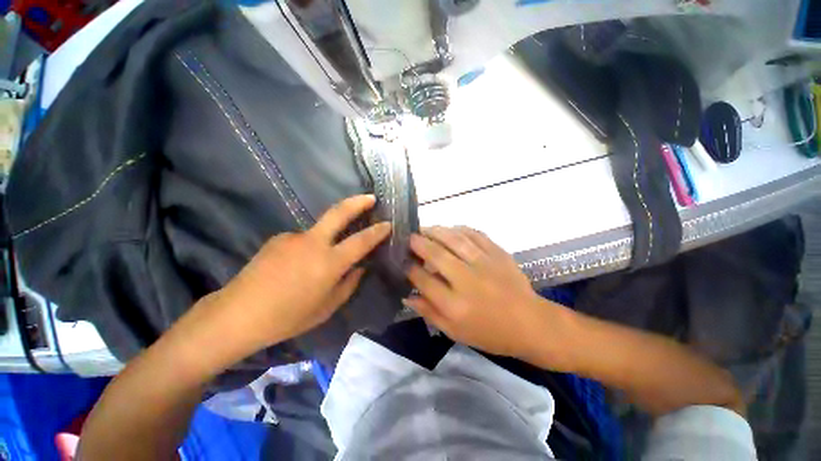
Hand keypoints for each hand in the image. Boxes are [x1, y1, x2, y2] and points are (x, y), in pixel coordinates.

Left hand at [204, 195, 390, 353]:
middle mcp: (313, 243)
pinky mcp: (278, 238)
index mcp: (329, 263)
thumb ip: (348, 284)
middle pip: (339, 213)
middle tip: (370, 197)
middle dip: (358, 202)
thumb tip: (359, 268)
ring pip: (319, 231)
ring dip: (325, 239)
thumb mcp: (327, 307)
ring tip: (311, 267)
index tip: (388, 223)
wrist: (237, 315)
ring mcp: (293, 237)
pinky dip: (306, 249)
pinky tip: (294, 267)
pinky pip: (301, 240)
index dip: (377, 231)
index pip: (361, 241)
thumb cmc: (288, 317)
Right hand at [405, 226, 557, 357]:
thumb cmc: (490, 333)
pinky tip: (451, 229)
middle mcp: (467, 281)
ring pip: (454, 240)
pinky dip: (460, 229)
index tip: (402, 260)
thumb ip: (429, 313)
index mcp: (455, 305)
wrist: (531, 324)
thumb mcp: (455, 332)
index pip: (423, 280)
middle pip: (436, 255)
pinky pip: (475, 235)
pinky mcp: (498, 253)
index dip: (409, 268)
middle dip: (418, 243)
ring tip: (426, 228)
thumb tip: (407, 296)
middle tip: (409, 236)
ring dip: (436, 231)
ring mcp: (484, 264)